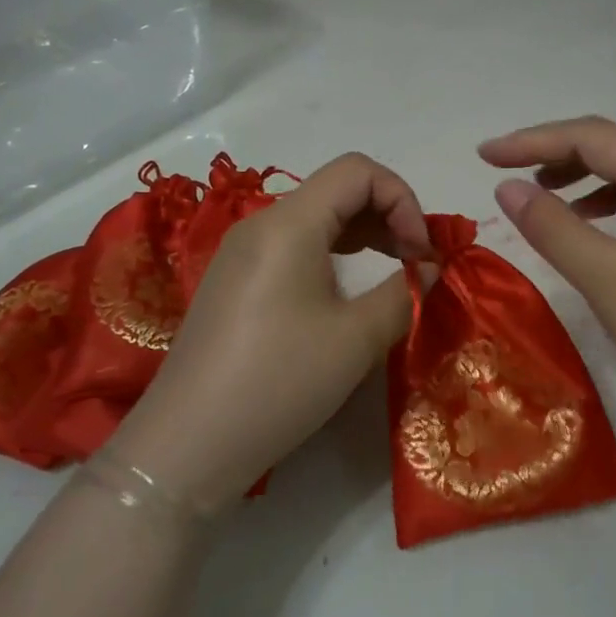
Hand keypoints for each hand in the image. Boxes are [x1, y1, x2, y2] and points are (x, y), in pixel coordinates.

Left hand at [105, 153, 431, 510]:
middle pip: (337, 189)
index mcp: (288, 223)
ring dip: (364, 234)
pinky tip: (349, 289)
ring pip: (317, 218)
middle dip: (388, 215)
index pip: (358, 171)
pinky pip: (295, 246)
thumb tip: (429, 268)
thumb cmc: (278, 383)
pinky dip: (334, 253)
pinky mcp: (236, 281)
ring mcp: (243, 253)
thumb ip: (404, 292)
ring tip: (394, 271)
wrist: (186, 446)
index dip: (403, 198)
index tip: (422, 251)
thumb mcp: (356, 339)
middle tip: (417, 263)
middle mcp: (262, 224)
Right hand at [480, 115, 615, 452]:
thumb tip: (507, 188)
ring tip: (539, 192)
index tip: (485, 156)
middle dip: (554, 151)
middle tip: (505, 167)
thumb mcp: (606, 278)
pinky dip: (603, 203)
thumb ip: (553, 227)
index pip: (591, 137)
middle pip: (611, 146)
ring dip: (579, 175)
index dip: (532, 140)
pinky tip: (585, 223)